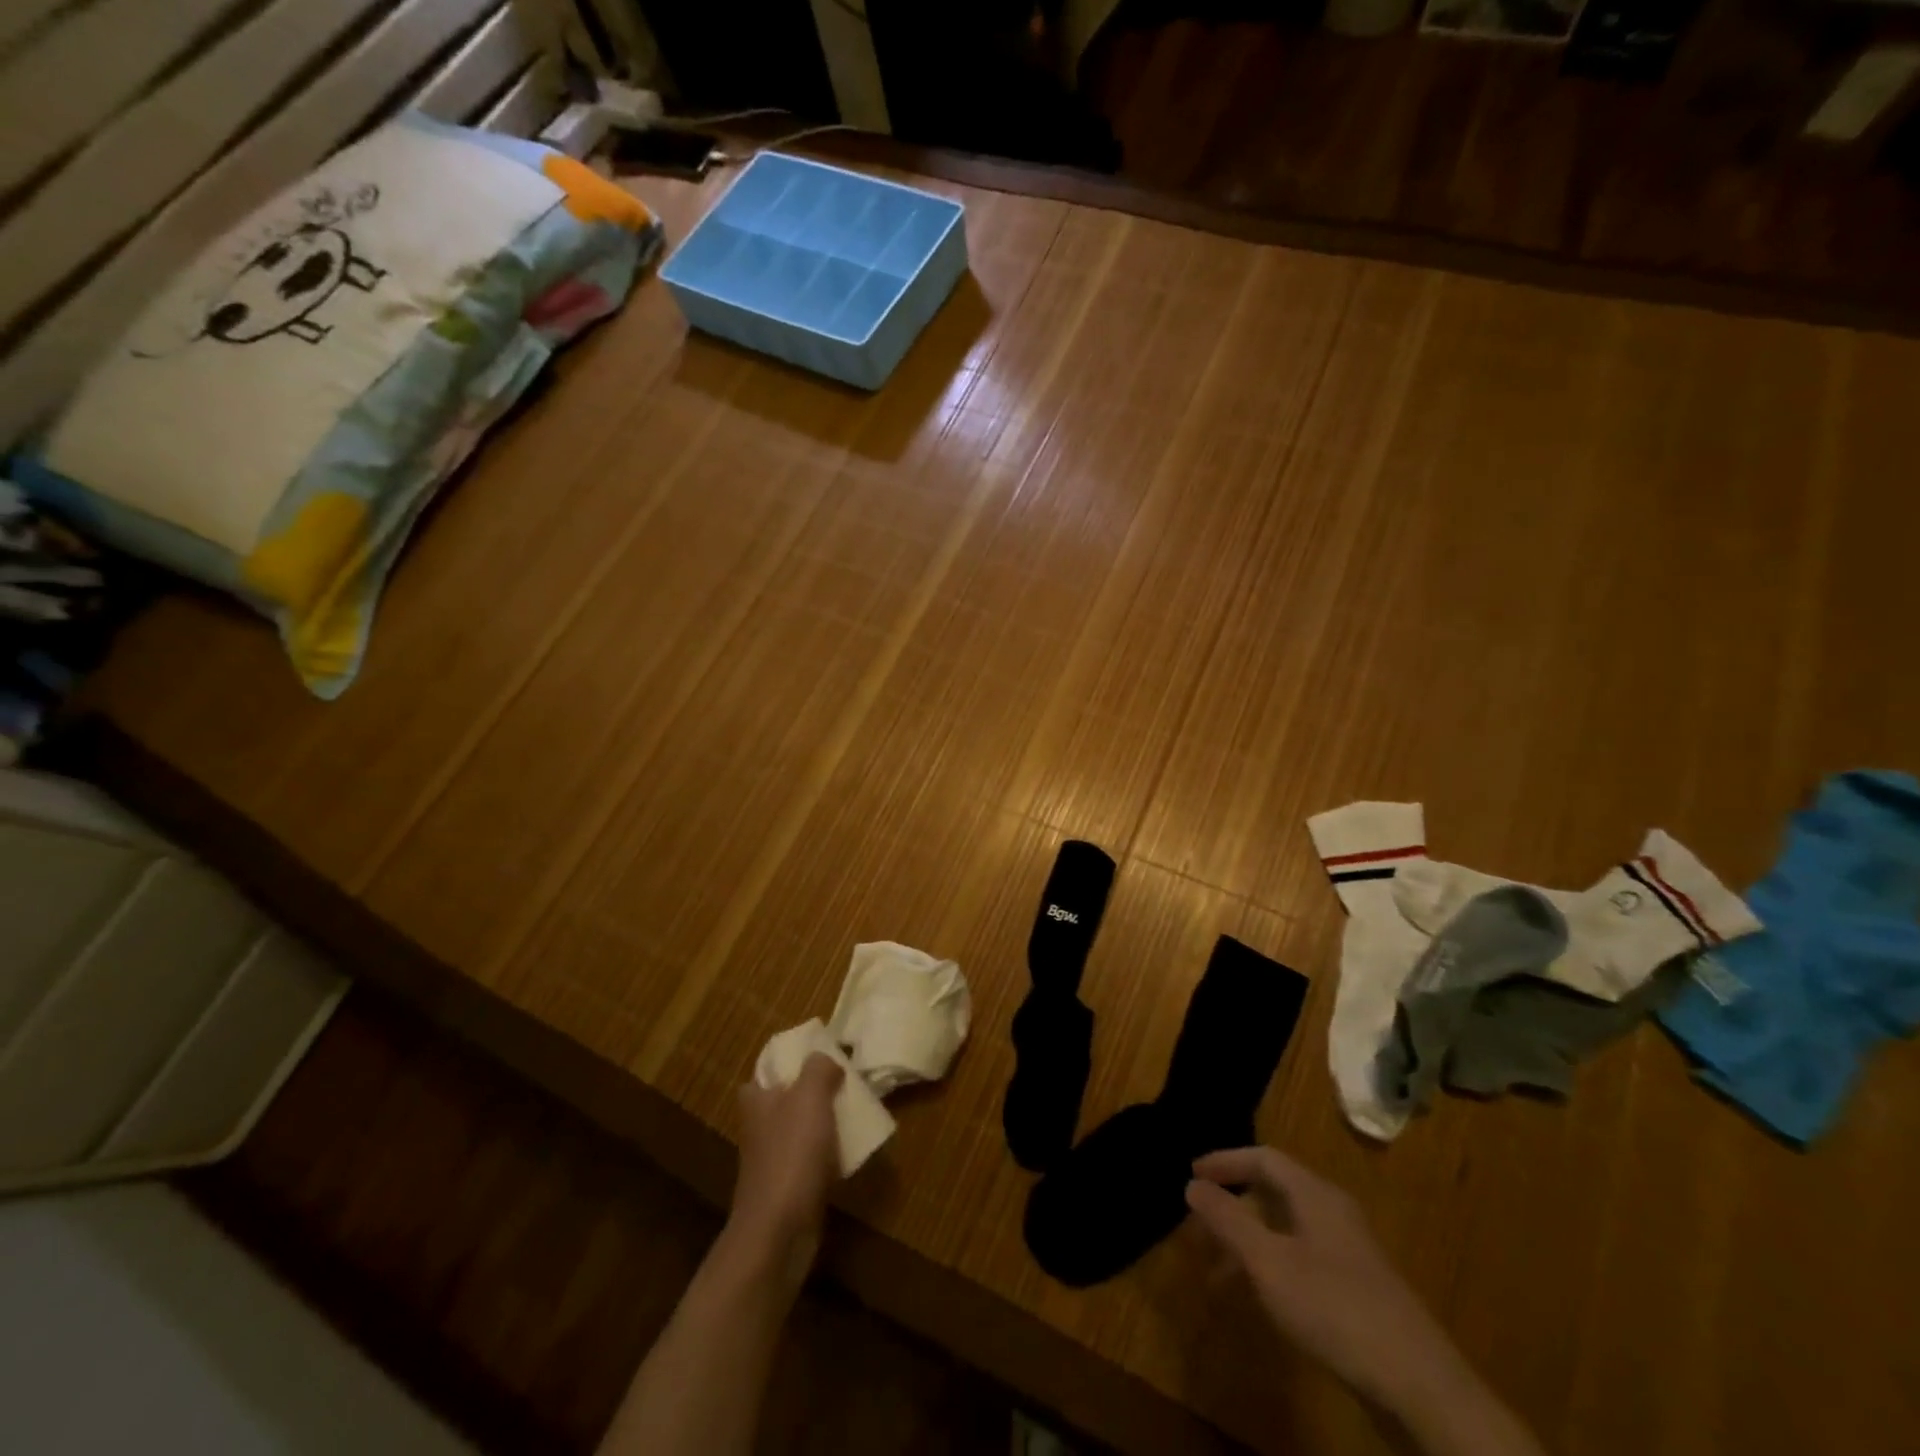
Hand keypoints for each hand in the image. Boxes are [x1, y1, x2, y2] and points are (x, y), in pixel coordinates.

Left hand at [726, 1053, 843, 1279]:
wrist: (779, 1231)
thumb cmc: (791, 1154)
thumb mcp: (809, 1096)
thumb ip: (818, 1068)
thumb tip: (826, 1059)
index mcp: (756, 1101)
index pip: (765, 1072)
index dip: (789, 1063)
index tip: (819, 1059)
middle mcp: (759, 1128)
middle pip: (787, 1100)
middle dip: (812, 1093)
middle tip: (845, 1084)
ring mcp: (772, 1161)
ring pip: (801, 1130)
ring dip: (823, 1124)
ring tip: (854, 1114)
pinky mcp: (787, 1189)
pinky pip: (811, 1160)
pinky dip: (828, 1155)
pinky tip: (850, 1153)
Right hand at [1186, 1146, 1469, 1416]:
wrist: (1419, 1384)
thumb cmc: (1334, 1307)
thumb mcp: (1268, 1262)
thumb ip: (1228, 1220)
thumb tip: (1192, 1185)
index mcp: (1315, 1194)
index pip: (1263, 1158)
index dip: (1225, 1162)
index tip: (1192, 1174)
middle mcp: (1333, 1212)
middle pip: (1275, 1191)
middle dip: (1234, 1204)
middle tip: (1200, 1223)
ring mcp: (1350, 1251)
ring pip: (1287, 1229)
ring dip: (1250, 1241)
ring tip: (1218, 1271)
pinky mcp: (1358, 1288)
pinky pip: (1303, 1257)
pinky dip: (1273, 1265)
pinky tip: (1261, 1298)